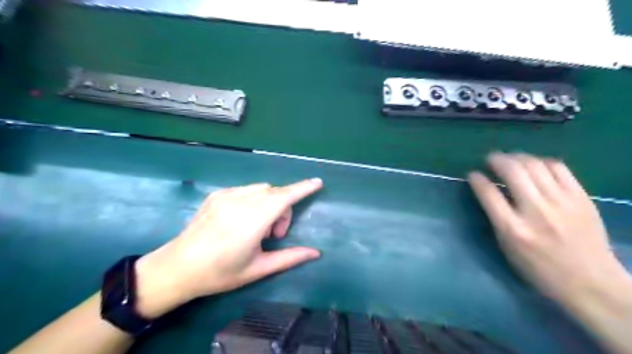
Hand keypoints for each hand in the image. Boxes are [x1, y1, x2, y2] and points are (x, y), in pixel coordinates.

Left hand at [132, 179, 321, 318]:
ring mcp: (225, 196)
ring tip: (257, 228)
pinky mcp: (216, 194)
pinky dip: (255, 200)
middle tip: (274, 235)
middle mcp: (239, 203)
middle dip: (283, 208)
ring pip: (261, 189)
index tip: (317, 182)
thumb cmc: (219, 273)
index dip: (302, 188)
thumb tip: (316, 253)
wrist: (176, 268)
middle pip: (275, 193)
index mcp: (251, 222)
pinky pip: (246, 190)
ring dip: (269, 203)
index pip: (283, 198)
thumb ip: (289, 258)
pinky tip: (242, 219)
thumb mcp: (257, 269)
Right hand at [468, 152, 625, 303]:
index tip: (473, 174)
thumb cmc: (538, 269)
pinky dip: (542, 162)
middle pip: (513, 172)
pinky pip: (559, 168)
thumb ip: (496, 218)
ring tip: (511, 158)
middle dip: (497, 159)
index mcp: (513, 229)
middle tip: (491, 158)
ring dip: (518, 157)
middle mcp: (536, 212)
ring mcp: (561, 202)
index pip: (489, 193)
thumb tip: (489, 191)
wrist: (590, 282)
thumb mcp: (507, 248)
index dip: (477, 179)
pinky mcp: (581, 198)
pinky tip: (535, 165)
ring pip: (535, 165)